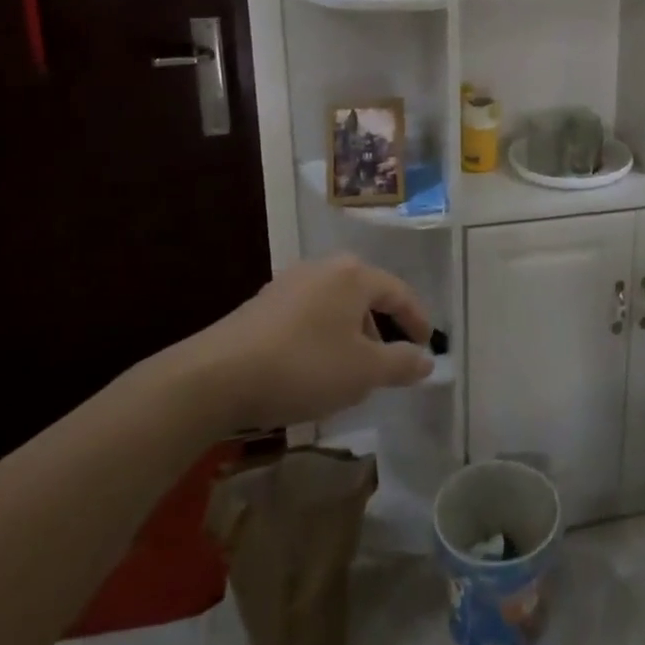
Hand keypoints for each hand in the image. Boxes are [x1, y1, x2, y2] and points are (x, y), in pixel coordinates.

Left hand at [158, 255, 434, 430]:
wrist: (216, 376)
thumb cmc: (303, 366)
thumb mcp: (362, 372)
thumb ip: (401, 364)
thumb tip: (428, 360)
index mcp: (353, 275)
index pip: (399, 292)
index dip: (417, 319)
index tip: (427, 345)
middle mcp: (323, 268)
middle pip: (365, 295)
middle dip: (380, 329)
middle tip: (386, 363)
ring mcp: (289, 283)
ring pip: (335, 306)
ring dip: (349, 336)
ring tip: (348, 373)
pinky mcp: (262, 304)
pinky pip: (308, 316)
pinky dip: (321, 338)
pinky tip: (312, 370)